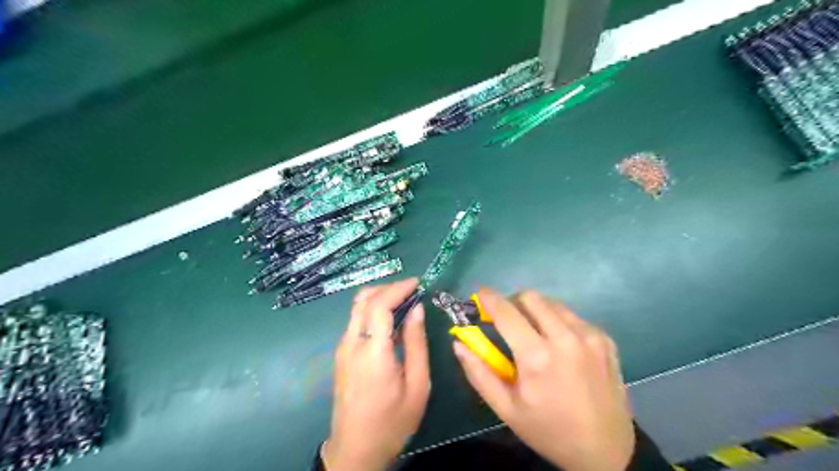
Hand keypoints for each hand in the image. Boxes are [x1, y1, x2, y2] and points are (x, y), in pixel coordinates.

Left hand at [323, 278, 432, 470]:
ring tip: (404, 302)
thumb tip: (417, 309)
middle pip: (363, 299)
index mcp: (372, 352)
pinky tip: (390, 321)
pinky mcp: (341, 354)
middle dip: (388, 287)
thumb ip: (417, 343)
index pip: (379, 305)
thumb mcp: (417, 386)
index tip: (417, 283)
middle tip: (411, 291)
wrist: (355, 450)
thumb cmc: (392, 422)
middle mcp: (351, 344)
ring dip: (379, 297)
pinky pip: (356, 321)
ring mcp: (342, 348)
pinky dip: (373, 310)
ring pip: (357, 308)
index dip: (398, 288)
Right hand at [456, 287, 631, 470]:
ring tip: (534, 335)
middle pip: (531, 297)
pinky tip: (560, 347)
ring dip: (536, 311)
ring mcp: (589, 336)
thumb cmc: (549, 431)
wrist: (607, 451)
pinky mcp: (604, 339)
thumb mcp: (506, 409)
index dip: (489, 298)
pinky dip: (558, 322)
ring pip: (552, 304)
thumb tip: (458, 342)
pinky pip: (573, 317)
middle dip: (513, 303)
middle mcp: (565, 338)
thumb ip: (479, 373)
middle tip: (507, 321)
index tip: (479, 294)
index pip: (506, 312)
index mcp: (537, 357)